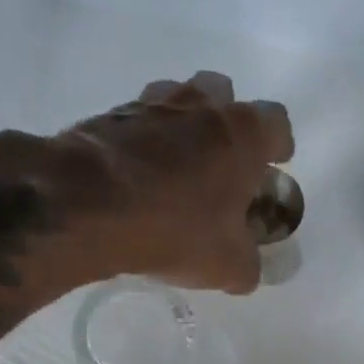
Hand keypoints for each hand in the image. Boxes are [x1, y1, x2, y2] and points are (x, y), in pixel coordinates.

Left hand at [0, 71, 293, 294]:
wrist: (85, 205)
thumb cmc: (176, 229)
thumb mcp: (229, 265)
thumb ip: (248, 264)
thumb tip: (247, 269)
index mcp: (242, 135)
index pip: (276, 123)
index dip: (279, 145)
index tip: (275, 165)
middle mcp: (200, 107)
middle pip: (224, 95)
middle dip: (228, 122)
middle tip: (225, 162)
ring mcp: (150, 105)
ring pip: (178, 100)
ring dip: (185, 125)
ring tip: (181, 166)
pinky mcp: (107, 116)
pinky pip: (138, 122)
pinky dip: (145, 142)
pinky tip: (140, 177)